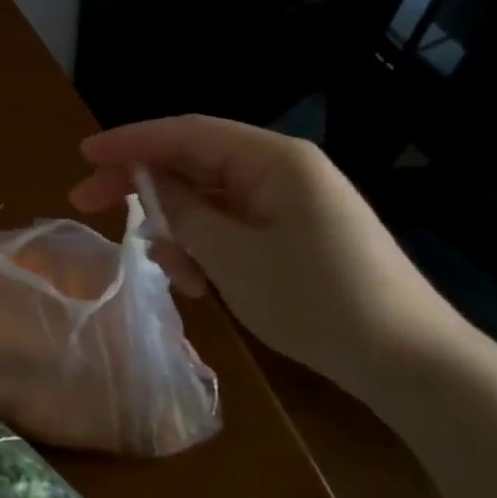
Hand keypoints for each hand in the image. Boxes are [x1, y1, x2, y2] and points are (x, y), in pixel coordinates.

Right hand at [71, 115, 466, 398]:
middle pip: (192, 162)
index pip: (185, 133)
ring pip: (208, 198)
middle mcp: (280, 170)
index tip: (85, 155)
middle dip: (141, 185)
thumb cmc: (317, 300)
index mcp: (272, 160)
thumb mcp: (232, 255)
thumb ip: (182, 210)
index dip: (129, 141)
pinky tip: (198, 283)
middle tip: (88, 203)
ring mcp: (289, 202)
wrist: (411, 364)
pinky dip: (205, 246)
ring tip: (168, 269)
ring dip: (176, 227)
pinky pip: (231, 224)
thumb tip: (149, 183)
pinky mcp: (294, 233)